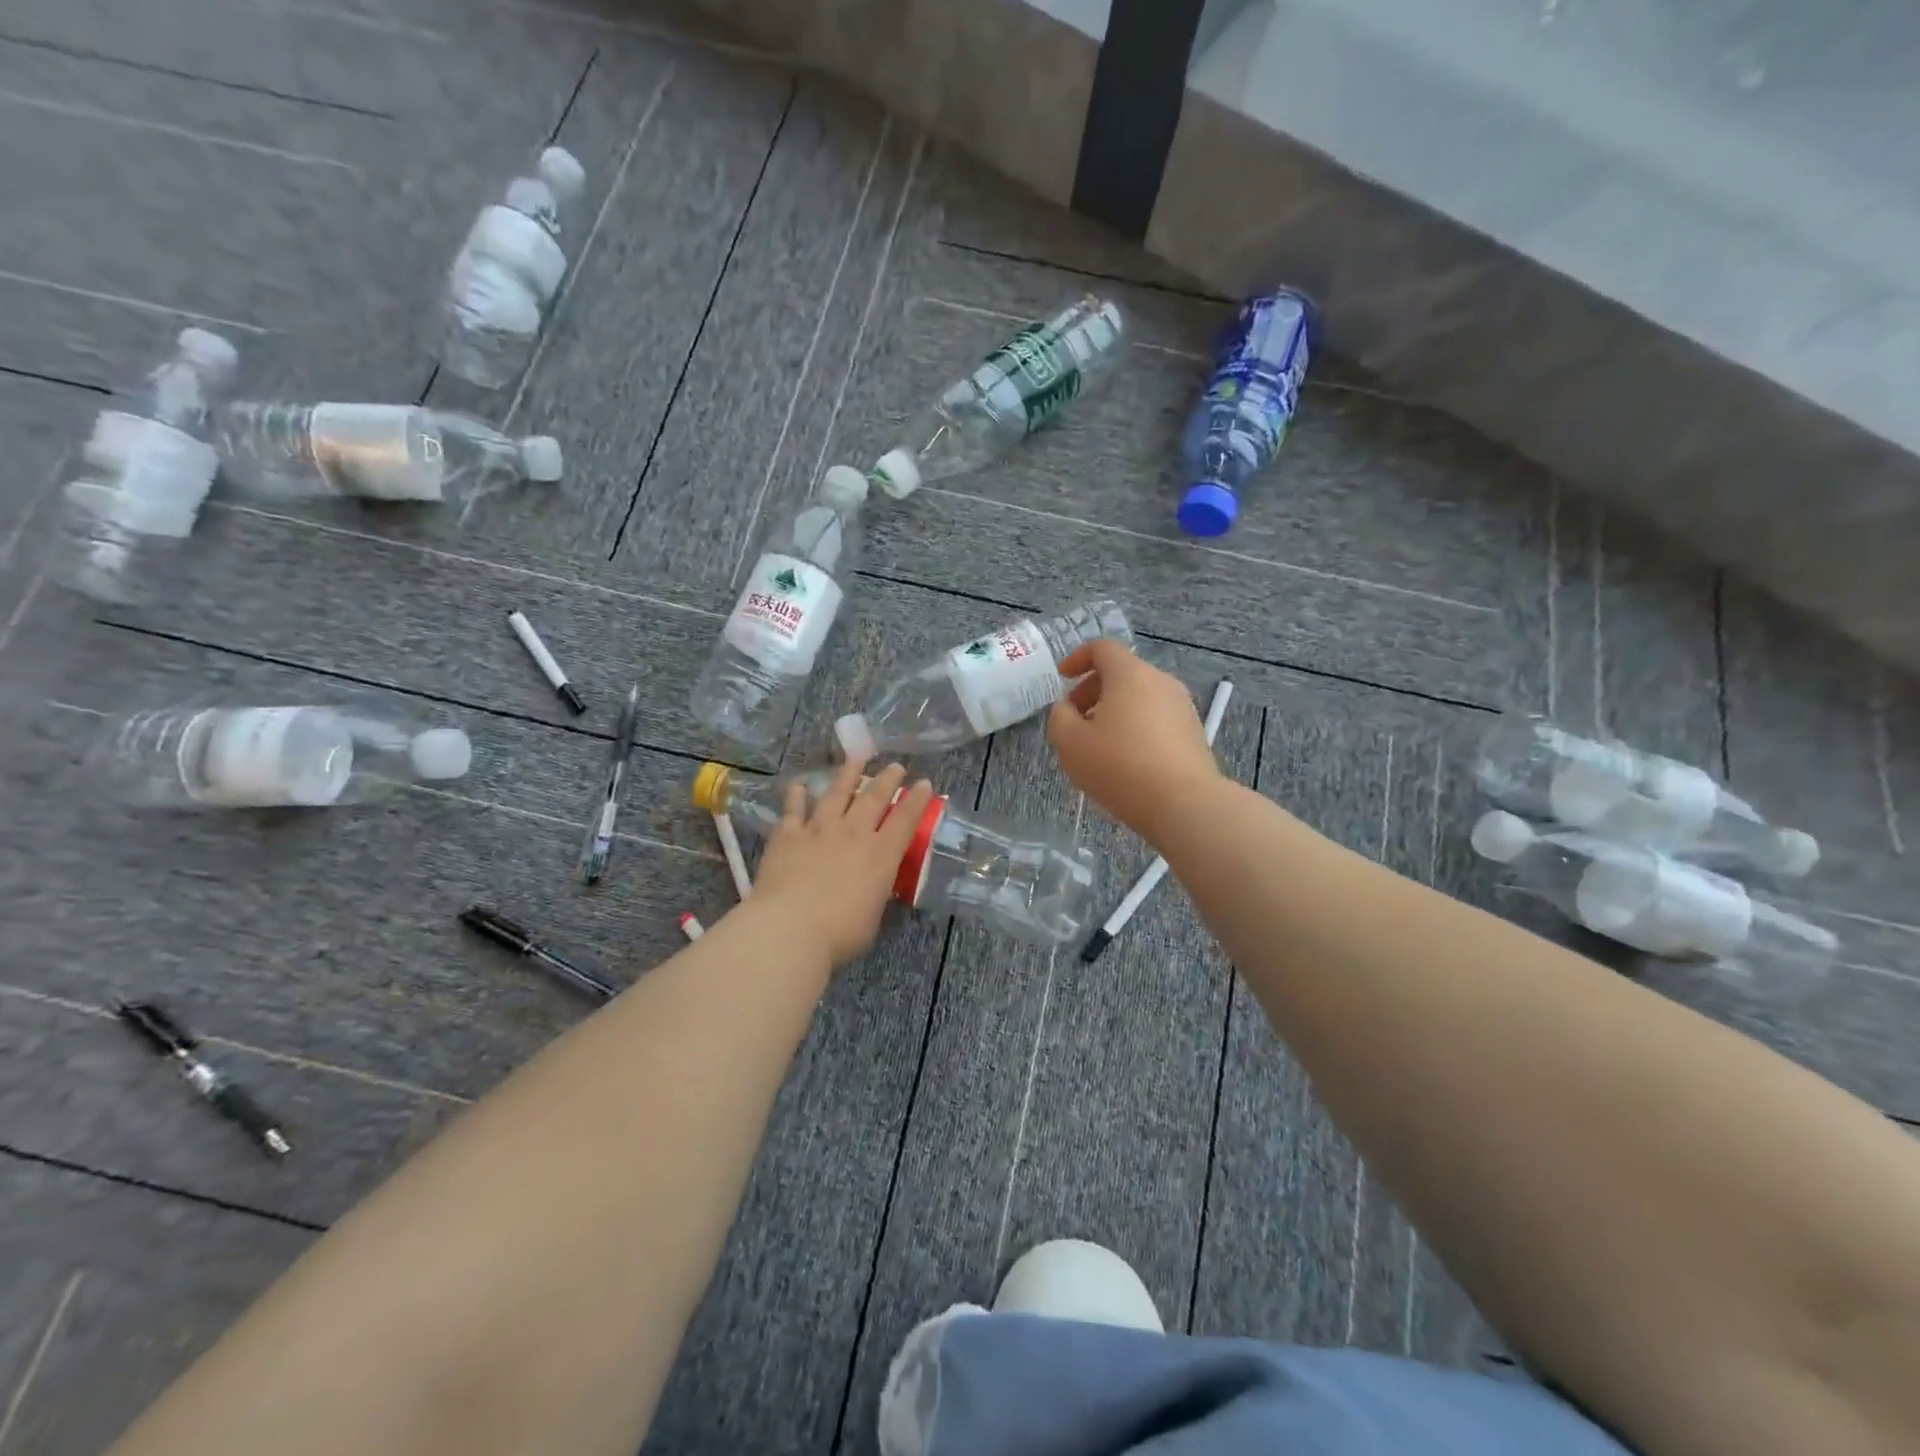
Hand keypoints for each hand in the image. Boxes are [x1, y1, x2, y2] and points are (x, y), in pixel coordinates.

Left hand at [751, 758, 934, 966]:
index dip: (917, 800)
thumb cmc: (839, 934)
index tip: (924, 784)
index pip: (905, 820)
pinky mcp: (787, 836)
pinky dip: (796, 797)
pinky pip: (793, 810)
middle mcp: (853, 834)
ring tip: (856, 758)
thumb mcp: (872, 918)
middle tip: (895, 766)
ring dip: (848, 774)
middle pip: (873, 798)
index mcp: (881, 856)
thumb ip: (874, 896)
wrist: (789, 929)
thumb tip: (873, 889)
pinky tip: (798, 786)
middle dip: (887, 779)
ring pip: (836, 793)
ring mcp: (818, 830)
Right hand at [1048, 639, 1221, 840]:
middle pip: (1122, 672)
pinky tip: (1126, 760)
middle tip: (1075, 718)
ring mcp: (1182, 706)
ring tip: (1099, 744)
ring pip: (1140, 697)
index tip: (1063, 679)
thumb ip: (1060, 718)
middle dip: (1093, 690)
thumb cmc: (1119, 766)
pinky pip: (1157, 718)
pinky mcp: (1193, 732)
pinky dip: (1136, 727)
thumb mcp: (1070, 743)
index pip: (1102, 648)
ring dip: (1115, 711)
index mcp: (1129, 674)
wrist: (1183, 803)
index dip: (1077, 658)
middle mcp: (1160, 681)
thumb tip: (1067, 709)